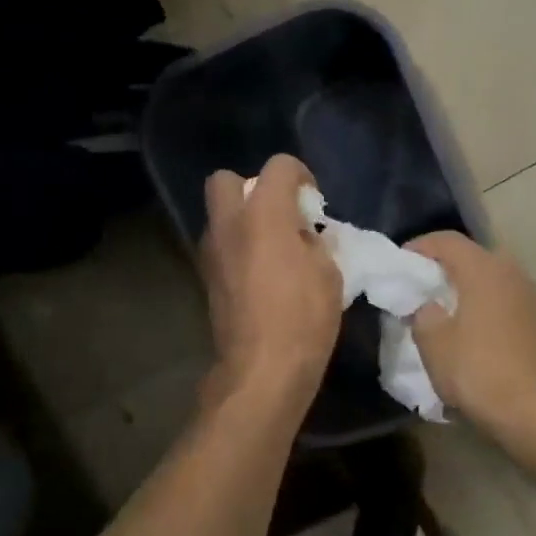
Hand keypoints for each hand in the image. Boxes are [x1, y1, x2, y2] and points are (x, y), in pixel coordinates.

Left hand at [200, 155, 342, 405]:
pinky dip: (238, 247)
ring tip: (272, 247)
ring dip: (243, 220)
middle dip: (252, 188)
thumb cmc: (304, 316)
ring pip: (219, 214)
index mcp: (264, 213)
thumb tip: (304, 236)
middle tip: (279, 215)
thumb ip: (315, 242)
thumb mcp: (329, 272)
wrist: (262, 368)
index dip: (300, 175)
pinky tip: (260, 273)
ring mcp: (211, 251)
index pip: (278, 167)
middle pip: (226, 180)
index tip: (313, 202)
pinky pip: (221, 245)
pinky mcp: (206, 278)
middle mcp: (229, 223)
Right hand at [405, 232, 535, 450]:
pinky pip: (509, 302)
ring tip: (449, 313)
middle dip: (446, 268)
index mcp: (484, 270)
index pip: (447, 240)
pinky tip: (479, 334)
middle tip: (423, 289)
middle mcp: (513, 273)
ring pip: (494, 280)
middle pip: (474, 257)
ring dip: (470, 289)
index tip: (401, 264)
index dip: (420, 247)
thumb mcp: (434, 345)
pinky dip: (490, 308)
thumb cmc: (481, 373)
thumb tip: (429, 305)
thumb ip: (423, 315)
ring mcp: (535, 297)